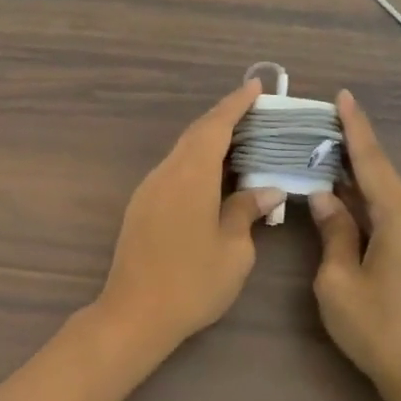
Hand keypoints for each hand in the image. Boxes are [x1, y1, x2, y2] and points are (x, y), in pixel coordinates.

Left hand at [93, 80, 283, 358]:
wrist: (135, 313)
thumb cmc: (192, 282)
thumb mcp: (233, 250)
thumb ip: (246, 211)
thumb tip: (265, 190)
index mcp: (190, 176)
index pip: (214, 127)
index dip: (235, 105)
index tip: (255, 88)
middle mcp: (165, 174)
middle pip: (195, 136)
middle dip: (224, 120)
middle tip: (256, 114)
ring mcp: (148, 190)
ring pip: (181, 153)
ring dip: (209, 144)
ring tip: (242, 144)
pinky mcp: (141, 207)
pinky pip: (173, 172)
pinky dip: (196, 164)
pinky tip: (214, 178)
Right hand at [308, 90, 400, 400]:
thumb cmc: (377, 330)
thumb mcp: (337, 281)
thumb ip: (333, 232)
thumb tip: (326, 198)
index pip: (373, 162)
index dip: (355, 128)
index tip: (343, 96)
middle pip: (382, 180)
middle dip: (350, 159)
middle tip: (317, 139)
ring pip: (390, 203)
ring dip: (359, 189)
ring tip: (325, 175)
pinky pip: (400, 222)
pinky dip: (373, 211)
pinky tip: (350, 214)